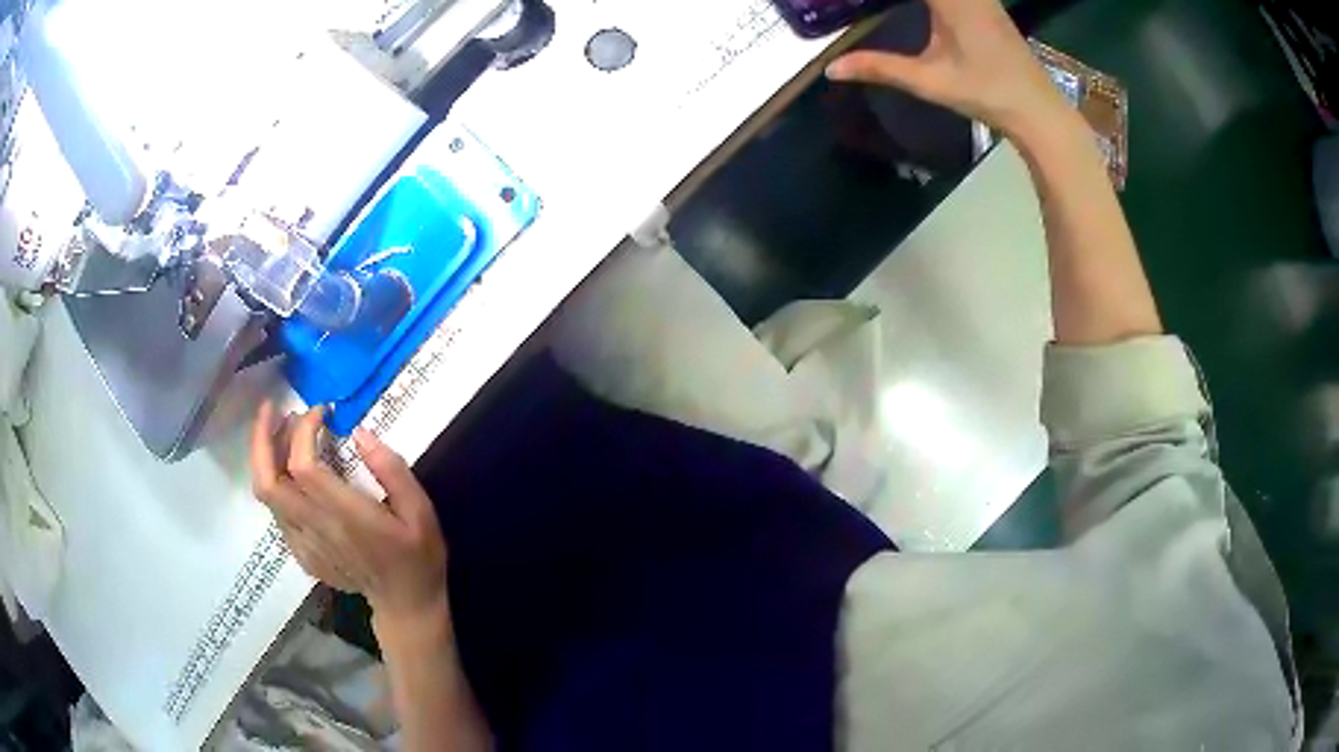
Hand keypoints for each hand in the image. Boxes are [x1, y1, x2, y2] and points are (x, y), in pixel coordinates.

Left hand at [250, 402, 448, 628]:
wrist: (405, 606)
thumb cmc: (418, 556)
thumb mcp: (421, 511)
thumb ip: (392, 470)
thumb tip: (360, 433)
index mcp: (347, 518)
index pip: (304, 467)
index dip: (304, 431)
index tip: (321, 411)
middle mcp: (317, 530)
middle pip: (268, 480)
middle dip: (262, 438)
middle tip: (272, 408)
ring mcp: (304, 545)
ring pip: (266, 495)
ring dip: (264, 456)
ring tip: (279, 431)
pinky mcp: (301, 554)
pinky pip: (276, 510)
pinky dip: (276, 481)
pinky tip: (292, 471)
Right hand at [825, 0, 1071, 140]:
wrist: (1038, 109)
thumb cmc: (986, 93)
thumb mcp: (929, 81)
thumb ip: (879, 67)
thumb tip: (832, 69)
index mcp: (950, 0)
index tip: (852, 1)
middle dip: (895, 0)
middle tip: (862, 5)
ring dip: (915, 1)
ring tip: (888, 9)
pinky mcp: (987, 4)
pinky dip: (933, 0)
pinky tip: (925, 10)